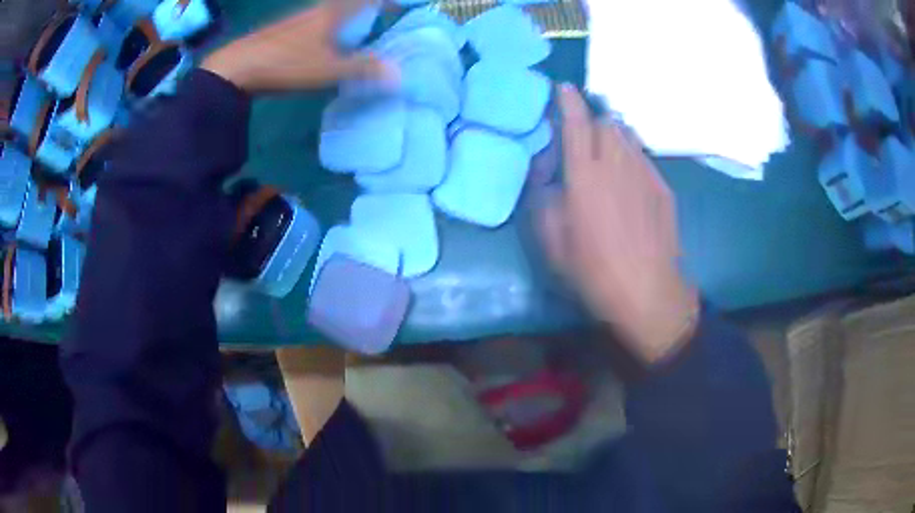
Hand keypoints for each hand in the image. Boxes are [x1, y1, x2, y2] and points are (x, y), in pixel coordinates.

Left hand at [202, 0, 387, 91]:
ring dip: (350, 15)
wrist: (236, 67)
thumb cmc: (285, 63)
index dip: (388, 1)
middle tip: (385, 16)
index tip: (404, 5)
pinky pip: (319, 20)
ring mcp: (300, 19)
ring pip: (333, 11)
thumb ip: (363, 69)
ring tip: (362, 28)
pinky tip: (329, 41)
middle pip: (349, 2)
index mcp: (334, 12)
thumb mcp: (328, 69)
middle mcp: (319, 10)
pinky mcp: (286, 30)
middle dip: (369, 7)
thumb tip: (398, 75)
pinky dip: (333, 25)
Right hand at [539, 85, 698, 364]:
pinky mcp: (662, 187)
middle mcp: (616, 164)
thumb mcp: (552, 240)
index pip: (575, 123)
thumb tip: (548, 174)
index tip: (563, 87)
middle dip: (592, 119)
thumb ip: (544, 199)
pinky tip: (628, 176)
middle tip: (583, 134)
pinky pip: (643, 156)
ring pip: (627, 135)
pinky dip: (631, 154)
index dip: (567, 101)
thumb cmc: (594, 270)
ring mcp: (644, 173)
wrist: (648, 291)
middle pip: (606, 122)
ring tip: (606, 151)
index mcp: (584, 175)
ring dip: (613, 134)